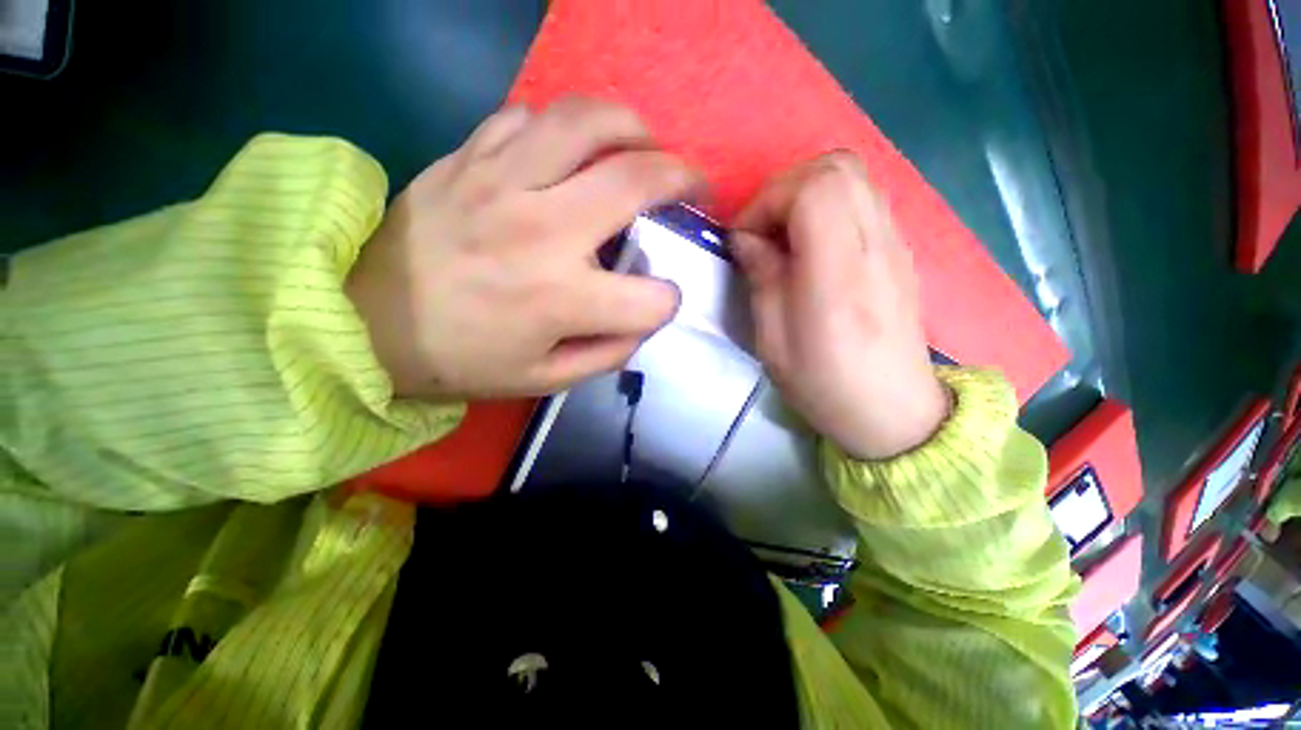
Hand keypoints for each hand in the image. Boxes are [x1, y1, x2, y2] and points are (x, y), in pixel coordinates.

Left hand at [347, 98, 699, 399]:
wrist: (367, 321)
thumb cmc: (462, 359)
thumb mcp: (545, 379)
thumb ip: (607, 354)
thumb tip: (641, 323)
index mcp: (561, 298)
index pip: (652, 298)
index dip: (666, 303)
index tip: (657, 302)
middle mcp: (541, 230)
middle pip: (639, 181)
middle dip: (685, 181)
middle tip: (693, 189)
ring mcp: (501, 181)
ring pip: (589, 122)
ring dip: (634, 130)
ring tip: (645, 148)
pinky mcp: (468, 157)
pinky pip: (530, 117)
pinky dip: (565, 129)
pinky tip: (570, 152)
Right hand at [730, 152, 948, 460]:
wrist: (893, 410)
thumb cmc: (824, 384)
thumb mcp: (773, 341)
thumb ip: (761, 279)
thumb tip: (747, 239)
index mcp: (839, 274)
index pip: (814, 189)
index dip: (768, 201)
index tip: (745, 238)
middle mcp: (875, 245)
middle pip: (836, 167)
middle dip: (784, 188)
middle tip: (762, 230)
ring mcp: (895, 243)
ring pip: (852, 175)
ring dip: (806, 193)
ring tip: (783, 236)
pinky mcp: (899, 249)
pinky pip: (863, 198)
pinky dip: (829, 205)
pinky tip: (812, 245)